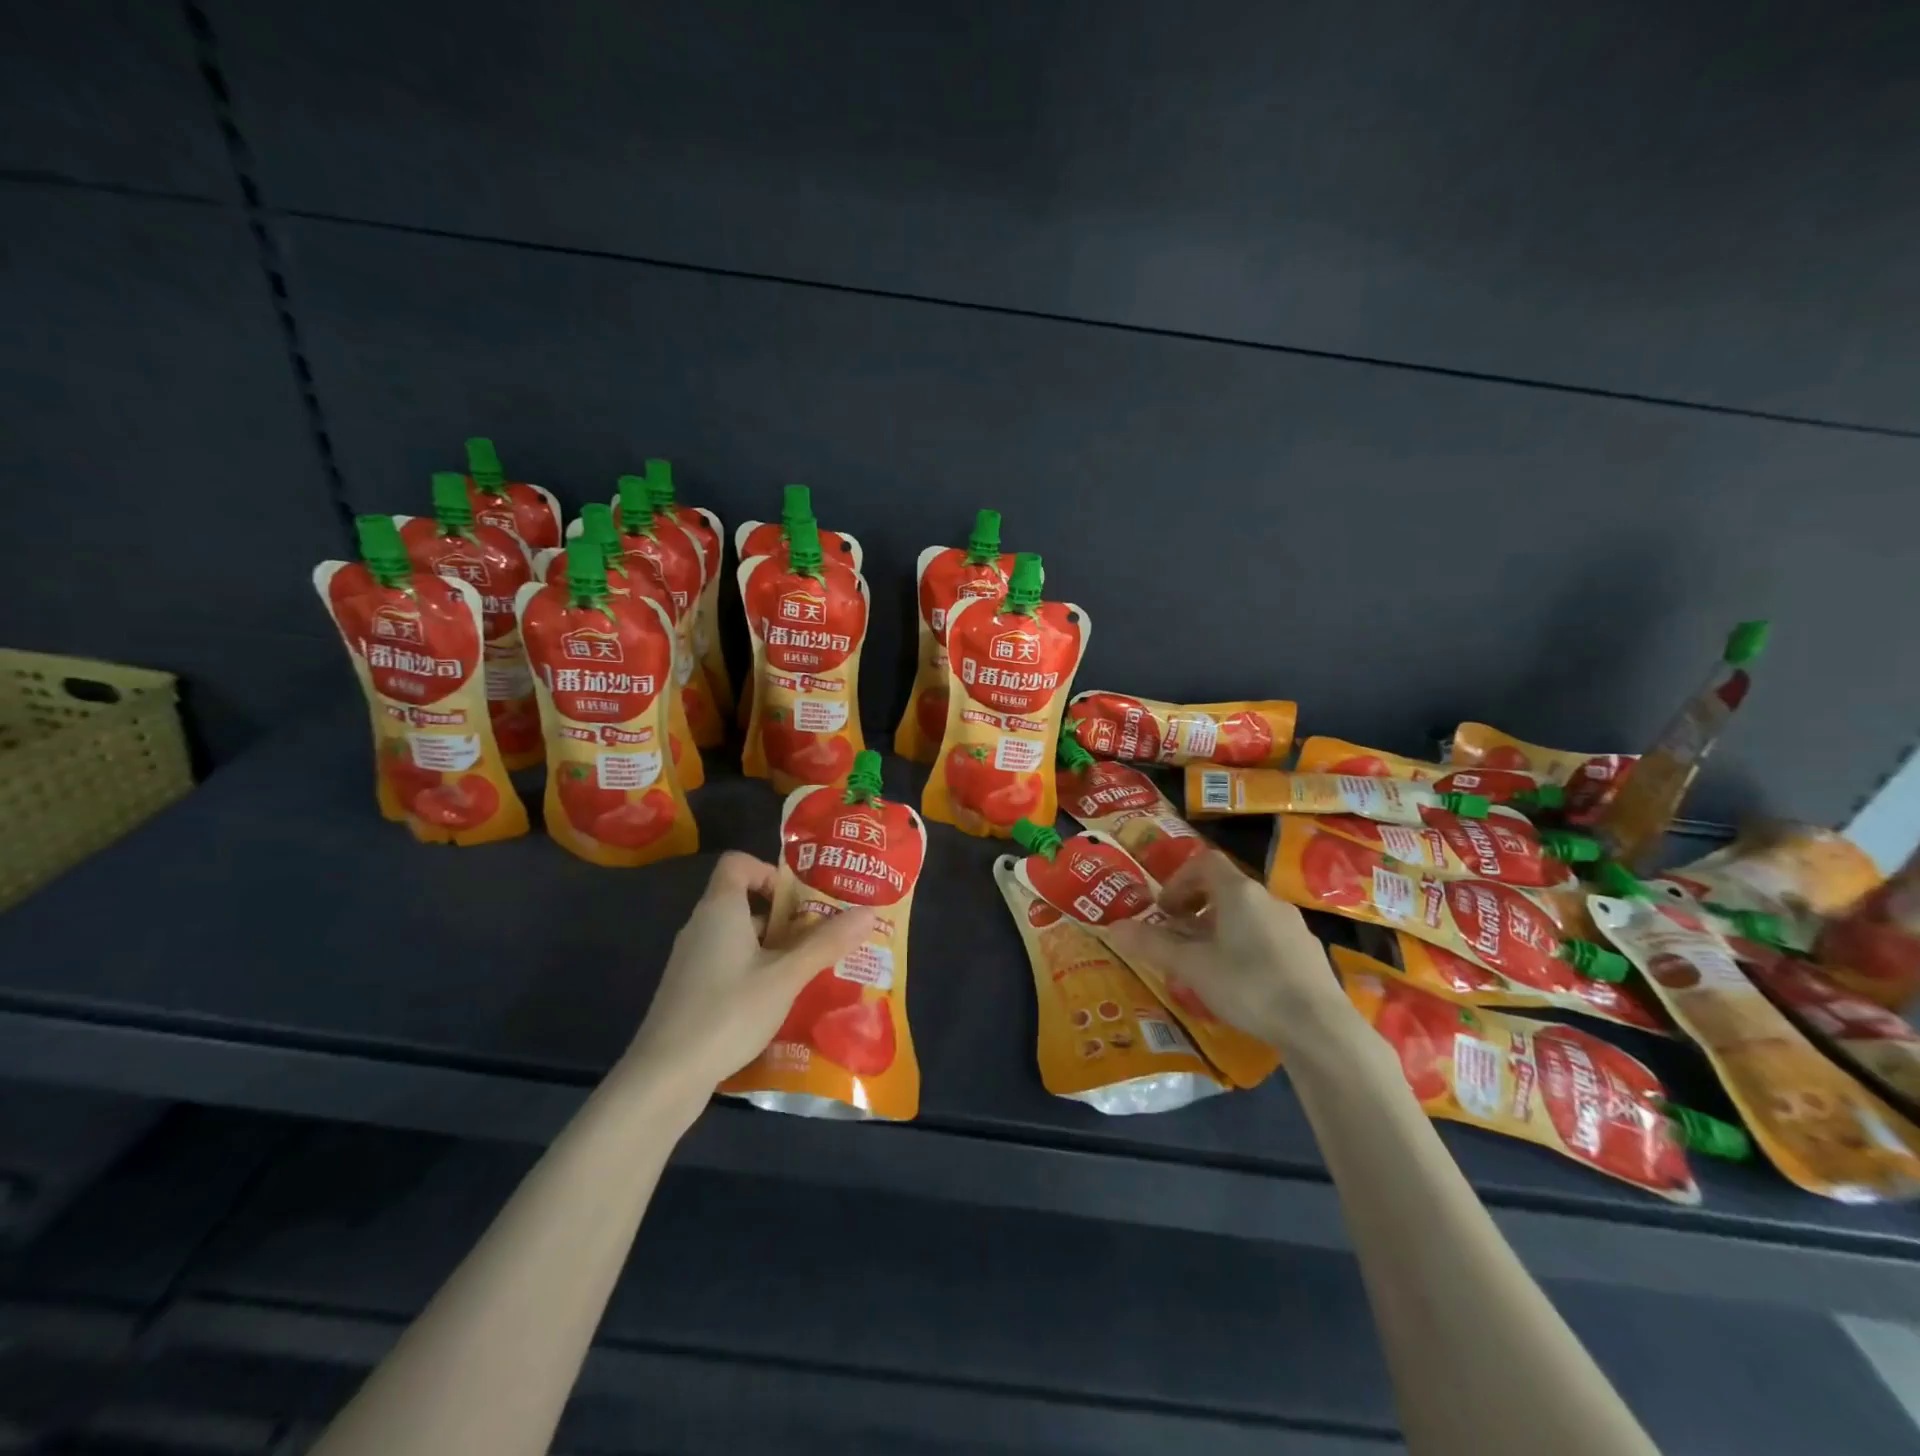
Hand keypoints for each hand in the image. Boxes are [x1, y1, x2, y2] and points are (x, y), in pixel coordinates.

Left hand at [624, 852, 877, 1095]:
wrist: (664, 1078)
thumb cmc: (727, 1013)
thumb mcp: (786, 977)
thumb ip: (826, 943)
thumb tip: (869, 911)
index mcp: (720, 909)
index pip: (738, 863)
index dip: (769, 871)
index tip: (800, 899)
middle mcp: (702, 926)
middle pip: (745, 902)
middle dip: (787, 916)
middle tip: (824, 936)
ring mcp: (692, 960)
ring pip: (740, 937)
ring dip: (776, 947)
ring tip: (812, 970)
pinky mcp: (690, 990)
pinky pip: (730, 964)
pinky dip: (757, 971)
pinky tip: (780, 1001)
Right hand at [1106, 851, 1347, 1047]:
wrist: (1320, 1028)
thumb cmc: (1248, 986)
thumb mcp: (1191, 966)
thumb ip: (1152, 945)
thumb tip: (1111, 927)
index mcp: (1239, 892)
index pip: (1204, 863)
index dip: (1179, 880)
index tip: (1164, 910)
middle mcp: (1268, 899)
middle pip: (1226, 888)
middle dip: (1196, 906)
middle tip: (1178, 935)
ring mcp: (1293, 925)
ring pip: (1247, 914)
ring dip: (1220, 928)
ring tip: (1206, 961)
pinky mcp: (1309, 952)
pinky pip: (1268, 936)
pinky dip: (1246, 946)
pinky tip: (1242, 982)